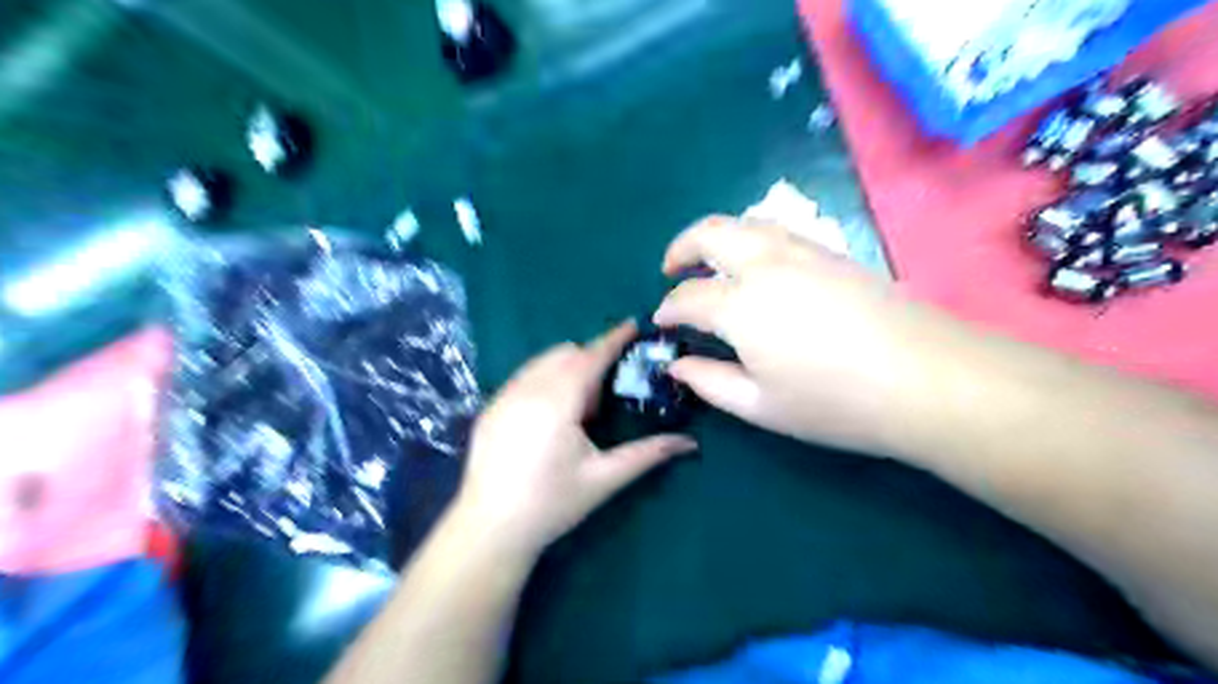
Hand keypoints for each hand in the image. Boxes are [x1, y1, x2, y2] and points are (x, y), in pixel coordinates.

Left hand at [454, 322, 694, 554]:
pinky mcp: (490, 408)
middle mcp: (527, 389)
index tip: (632, 324)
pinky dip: (544, 380)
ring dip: (566, 370)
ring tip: (577, 410)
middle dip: (590, 360)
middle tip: (605, 394)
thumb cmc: (552, 504)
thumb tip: (689, 443)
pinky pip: (523, 377)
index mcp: (557, 402)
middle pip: (565, 354)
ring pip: (542, 363)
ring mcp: (503, 397)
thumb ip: (647, 454)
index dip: (613, 339)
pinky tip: (549, 419)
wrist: (491, 529)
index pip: (590, 358)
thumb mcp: (603, 479)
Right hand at [656, 218, 933, 455]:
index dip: (668, 309)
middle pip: (710, 233)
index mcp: (741, 304)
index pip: (689, 297)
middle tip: (670, 269)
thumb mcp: (760, 405)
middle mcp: (766, 264)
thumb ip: (709, 382)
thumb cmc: (835, 402)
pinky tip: (757, 266)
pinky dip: (750, 239)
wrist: (927, 379)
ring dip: (717, 238)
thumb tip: (677, 365)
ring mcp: (804, 252)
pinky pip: (777, 232)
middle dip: (681, 247)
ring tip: (709, 263)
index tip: (661, 323)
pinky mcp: (834, 253)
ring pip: (746, 224)